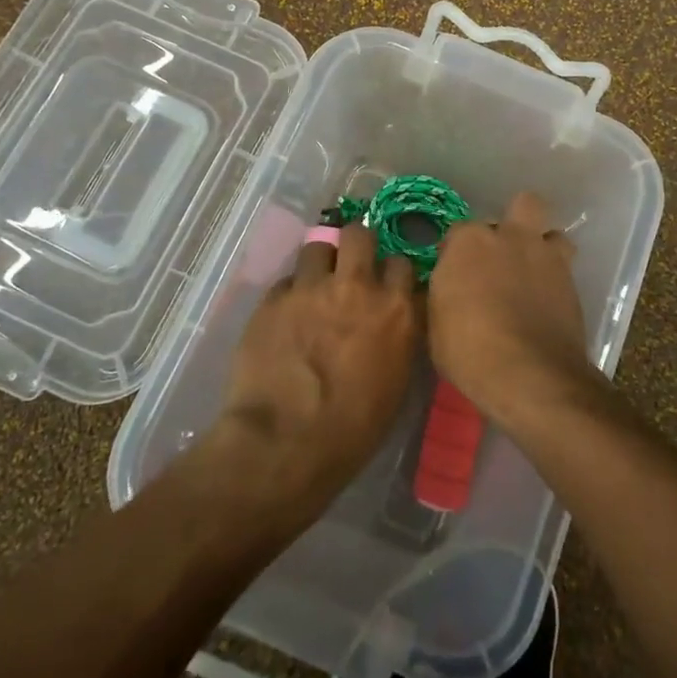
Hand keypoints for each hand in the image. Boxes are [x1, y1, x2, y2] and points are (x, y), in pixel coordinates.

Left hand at [209, 224, 418, 529]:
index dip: (392, 271)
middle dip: (356, 244)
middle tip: (349, 265)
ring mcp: (312, 288)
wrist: (286, 442)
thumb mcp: (396, 380)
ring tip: (314, 285)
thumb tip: (395, 316)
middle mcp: (357, 287)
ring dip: (320, 262)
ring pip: (317, 246)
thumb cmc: (354, 429)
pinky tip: (286, 316)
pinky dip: (290, 293)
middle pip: (359, 234)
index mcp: (396, 310)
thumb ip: (398, 335)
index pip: (402, 262)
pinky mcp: (274, 298)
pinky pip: (286, 280)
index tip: (385, 282)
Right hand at [428, 192, 600, 428]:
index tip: (454, 273)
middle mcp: (511, 237)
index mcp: (469, 243)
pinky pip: (565, 267)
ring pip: (552, 232)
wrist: (529, 374)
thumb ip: (444, 293)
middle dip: (513, 222)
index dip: (456, 252)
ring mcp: (546, 256)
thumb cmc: (468, 350)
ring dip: (542, 247)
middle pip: (521, 206)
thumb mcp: (435, 324)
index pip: (459, 231)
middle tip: (501, 255)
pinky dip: (555, 278)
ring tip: (532, 273)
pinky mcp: (572, 282)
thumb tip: (449, 288)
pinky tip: (547, 300)